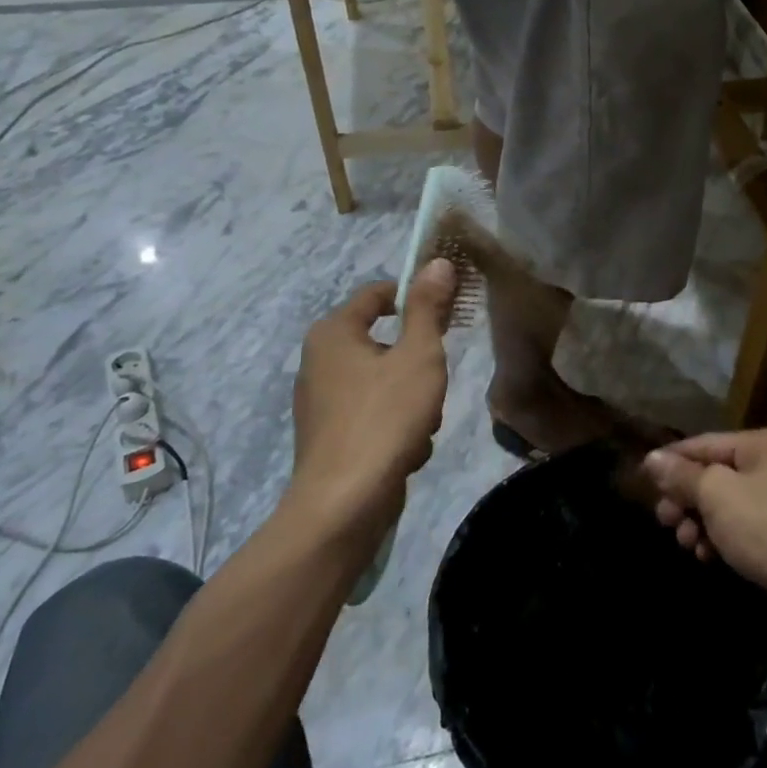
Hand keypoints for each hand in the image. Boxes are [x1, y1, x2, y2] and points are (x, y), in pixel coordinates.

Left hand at [289, 258, 457, 535]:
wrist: (344, 504)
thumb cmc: (384, 418)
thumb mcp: (418, 356)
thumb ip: (428, 308)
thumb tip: (437, 263)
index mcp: (333, 333)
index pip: (378, 294)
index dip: (415, 297)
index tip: (448, 315)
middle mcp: (318, 360)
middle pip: (384, 342)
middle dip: (418, 363)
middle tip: (434, 383)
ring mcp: (320, 401)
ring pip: (384, 381)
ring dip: (412, 398)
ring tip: (422, 424)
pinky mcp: (328, 435)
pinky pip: (373, 413)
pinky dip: (395, 424)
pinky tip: (406, 448)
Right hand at [640, 426, 766, 633]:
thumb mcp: (716, 495)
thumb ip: (682, 475)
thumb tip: (652, 459)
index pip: (707, 443)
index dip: (673, 460)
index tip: (643, 478)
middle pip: (718, 474)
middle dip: (687, 499)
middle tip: (663, 520)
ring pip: (730, 503)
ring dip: (701, 521)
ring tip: (685, 543)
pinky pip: (747, 525)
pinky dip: (724, 537)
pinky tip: (707, 556)